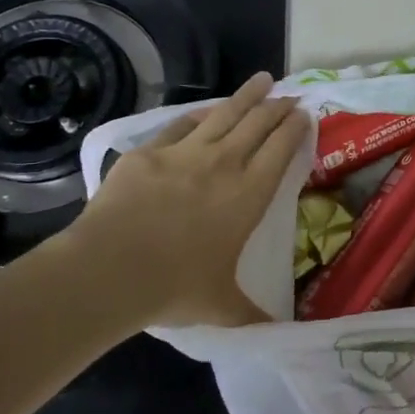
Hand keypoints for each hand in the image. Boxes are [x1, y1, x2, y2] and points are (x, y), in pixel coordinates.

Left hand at [54, 72, 309, 326]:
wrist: (110, 269)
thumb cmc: (174, 287)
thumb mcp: (221, 306)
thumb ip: (252, 315)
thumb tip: (280, 334)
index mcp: (249, 194)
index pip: (281, 149)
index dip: (296, 128)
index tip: (305, 114)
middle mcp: (224, 164)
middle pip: (258, 123)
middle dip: (278, 106)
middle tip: (289, 96)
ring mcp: (185, 153)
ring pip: (224, 114)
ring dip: (247, 95)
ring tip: (262, 79)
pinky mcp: (149, 152)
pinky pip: (181, 124)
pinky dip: (200, 114)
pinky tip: (207, 111)